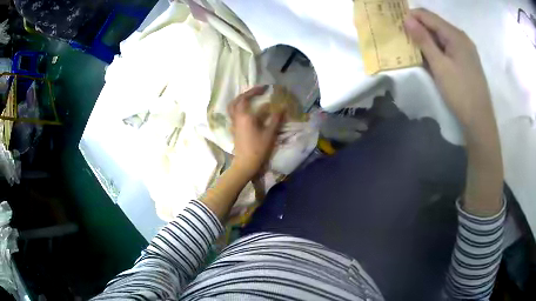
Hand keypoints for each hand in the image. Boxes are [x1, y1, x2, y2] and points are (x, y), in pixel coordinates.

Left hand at [228, 86, 283, 178]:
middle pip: (237, 100)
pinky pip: (233, 113)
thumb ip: (276, 119)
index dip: (255, 91)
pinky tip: (248, 111)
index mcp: (244, 116)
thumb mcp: (269, 133)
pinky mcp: (234, 129)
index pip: (247, 98)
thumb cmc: (258, 148)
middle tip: (257, 92)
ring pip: (233, 107)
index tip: (264, 88)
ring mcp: (234, 123)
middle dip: (247, 94)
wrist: (245, 163)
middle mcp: (237, 117)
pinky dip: (239, 108)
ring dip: (240, 100)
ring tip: (250, 99)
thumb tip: (282, 107)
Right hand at [405, 9, 502, 215]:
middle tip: (404, 40)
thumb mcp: (440, 66)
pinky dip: (437, 50)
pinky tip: (430, 60)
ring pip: (441, 37)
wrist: (480, 121)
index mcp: (455, 35)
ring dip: (427, 41)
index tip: (397, 27)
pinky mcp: (466, 61)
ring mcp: (465, 49)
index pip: (428, 15)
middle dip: (418, 29)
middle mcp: (461, 37)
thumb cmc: (461, 93)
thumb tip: (406, 19)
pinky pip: (448, 48)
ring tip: (414, 51)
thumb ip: (423, 40)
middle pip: (435, 24)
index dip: (411, 17)